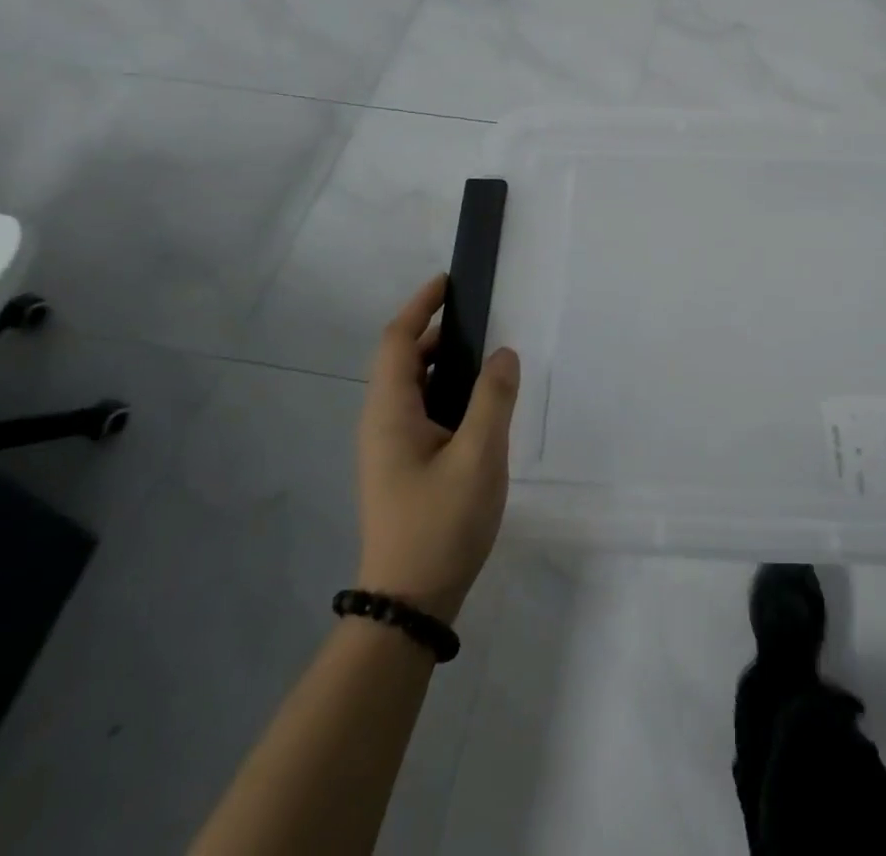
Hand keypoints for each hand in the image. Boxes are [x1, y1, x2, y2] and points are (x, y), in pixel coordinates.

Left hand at [355, 274, 520, 624]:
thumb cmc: (441, 524)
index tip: (448, 282)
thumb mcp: (479, 456)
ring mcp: (389, 448)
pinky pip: (423, 411)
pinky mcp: (403, 467)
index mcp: (390, 413)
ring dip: (444, 364)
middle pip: (404, 360)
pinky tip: (479, 408)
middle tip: (481, 322)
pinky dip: (447, 392)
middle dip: (437, 332)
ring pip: (414, 388)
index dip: (420, 305)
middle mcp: (382, 423)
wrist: (409, 602)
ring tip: (487, 361)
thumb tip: (503, 354)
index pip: (398, 341)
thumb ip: (494, 398)